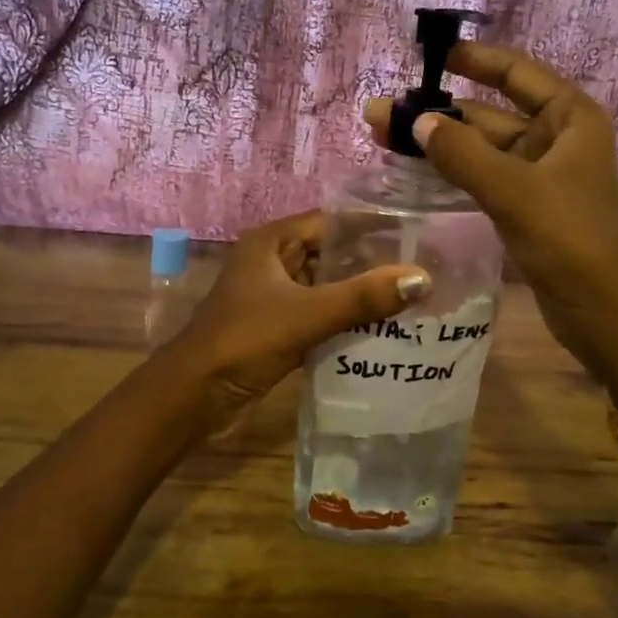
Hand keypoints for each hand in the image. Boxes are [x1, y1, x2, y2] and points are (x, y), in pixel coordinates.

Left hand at [173, 211, 431, 412]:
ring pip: (327, 286)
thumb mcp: (307, 314)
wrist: (194, 396)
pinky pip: (320, 314)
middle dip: (372, 261)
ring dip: (361, 293)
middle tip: (423, 267)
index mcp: (271, 243)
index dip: (372, 224)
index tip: (416, 231)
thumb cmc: (244, 341)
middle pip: (331, 253)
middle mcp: (273, 262)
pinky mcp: (278, 328)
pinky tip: (384, 328)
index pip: (331, 221)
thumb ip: (363, 297)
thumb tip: (422, 278)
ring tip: (413, 296)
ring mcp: (274, 297)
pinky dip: (347, 319)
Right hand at [365, 43, 617, 402]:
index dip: (475, 60)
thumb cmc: (569, 240)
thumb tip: (417, 119)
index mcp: (571, 119)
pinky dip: (452, 171)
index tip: (430, 55)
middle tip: (381, 111)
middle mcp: (557, 139)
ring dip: (438, 143)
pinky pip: (483, 177)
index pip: (517, 74)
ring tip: (383, 136)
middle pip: (490, 113)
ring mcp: (541, 175)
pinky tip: (415, 169)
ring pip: (482, 148)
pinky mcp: (526, 206)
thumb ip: (462, 153)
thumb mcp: (514, 190)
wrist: (602, 313)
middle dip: (438, 111)